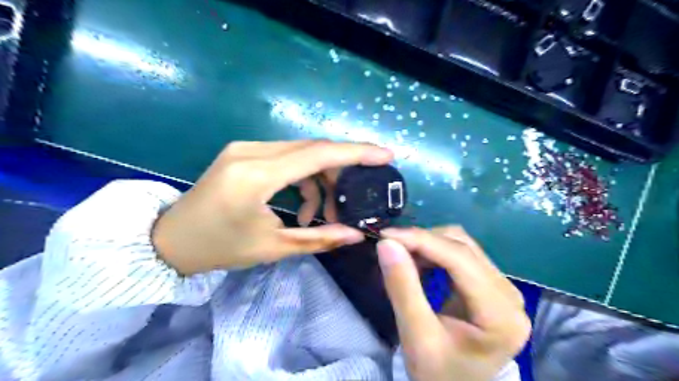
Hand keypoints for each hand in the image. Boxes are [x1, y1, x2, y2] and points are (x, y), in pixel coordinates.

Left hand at [150, 139, 389, 273]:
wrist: (170, 240)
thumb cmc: (219, 248)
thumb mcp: (272, 247)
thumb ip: (318, 238)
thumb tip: (356, 234)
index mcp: (255, 175)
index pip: (317, 154)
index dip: (356, 153)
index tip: (385, 155)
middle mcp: (251, 151)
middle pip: (313, 149)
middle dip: (340, 172)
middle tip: (352, 200)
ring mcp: (246, 148)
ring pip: (302, 153)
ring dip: (320, 179)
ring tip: (322, 213)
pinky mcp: (244, 152)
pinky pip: (287, 157)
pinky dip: (303, 178)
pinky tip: (302, 204)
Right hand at [377, 227, 529, 380]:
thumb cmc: (438, 374)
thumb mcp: (416, 336)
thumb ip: (402, 288)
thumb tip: (387, 244)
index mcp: (500, 314)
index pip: (460, 259)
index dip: (421, 240)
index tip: (386, 236)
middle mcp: (509, 294)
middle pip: (463, 247)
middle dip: (423, 240)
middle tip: (390, 246)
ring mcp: (503, 288)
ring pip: (462, 245)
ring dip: (428, 244)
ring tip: (401, 254)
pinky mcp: (490, 285)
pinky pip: (461, 255)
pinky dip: (434, 252)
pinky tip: (418, 261)